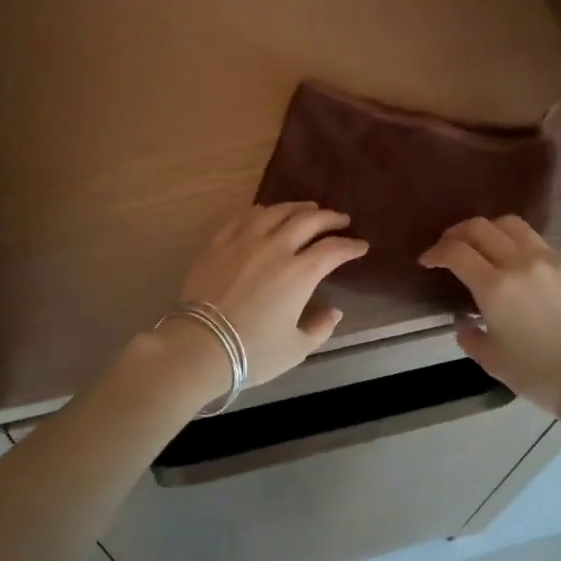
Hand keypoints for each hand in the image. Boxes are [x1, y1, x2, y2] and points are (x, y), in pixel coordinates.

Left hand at [175, 203, 368, 387]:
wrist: (199, 346)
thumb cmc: (253, 352)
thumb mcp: (296, 349)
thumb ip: (320, 328)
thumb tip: (334, 311)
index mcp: (299, 273)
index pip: (333, 250)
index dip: (351, 246)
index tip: (361, 246)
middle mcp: (275, 248)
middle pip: (308, 221)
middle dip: (330, 218)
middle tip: (341, 220)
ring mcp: (244, 241)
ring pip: (276, 212)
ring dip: (297, 208)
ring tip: (308, 209)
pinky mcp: (218, 243)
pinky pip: (243, 217)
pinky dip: (261, 211)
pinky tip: (266, 213)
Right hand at [419, 215, 560, 417]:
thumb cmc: (535, 374)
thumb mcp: (490, 359)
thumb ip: (468, 334)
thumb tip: (464, 319)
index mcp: (495, 287)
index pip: (456, 251)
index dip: (435, 252)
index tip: (427, 261)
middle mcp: (521, 263)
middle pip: (480, 227)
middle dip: (456, 233)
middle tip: (448, 248)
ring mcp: (550, 261)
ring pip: (512, 225)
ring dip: (489, 231)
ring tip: (482, 247)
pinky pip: (538, 244)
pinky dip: (518, 246)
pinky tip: (517, 267)